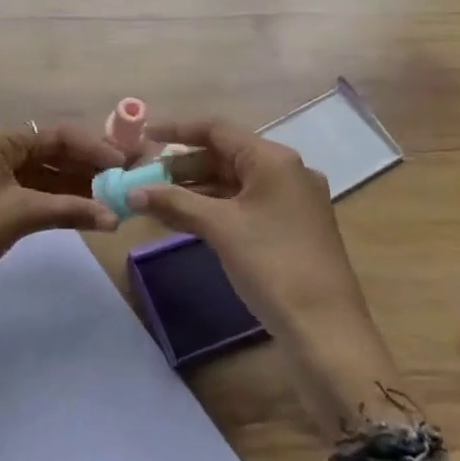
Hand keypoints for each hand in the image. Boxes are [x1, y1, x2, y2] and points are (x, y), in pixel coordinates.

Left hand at [0, 123, 124, 335]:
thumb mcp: (20, 216)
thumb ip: (70, 210)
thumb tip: (114, 218)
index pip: (53, 135)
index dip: (91, 148)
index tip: (123, 164)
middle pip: (47, 152)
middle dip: (85, 168)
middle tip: (122, 182)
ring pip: (39, 173)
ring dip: (72, 186)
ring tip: (111, 199)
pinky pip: (27, 191)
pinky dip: (53, 201)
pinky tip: (82, 211)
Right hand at [132, 118, 409, 442]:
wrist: (326, 330)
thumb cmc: (272, 266)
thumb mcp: (219, 229)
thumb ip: (175, 203)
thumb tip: (133, 193)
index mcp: (274, 160)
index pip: (217, 130)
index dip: (177, 131)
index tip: (143, 137)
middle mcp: (287, 171)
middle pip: (225, 155)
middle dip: (183, 165)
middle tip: (145, 177)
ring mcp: (293, 200)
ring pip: (235, 182)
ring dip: (196, 188)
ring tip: (157, 199)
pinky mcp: (292, 227)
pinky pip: (245, 204)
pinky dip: (215, 207)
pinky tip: (186, 219)